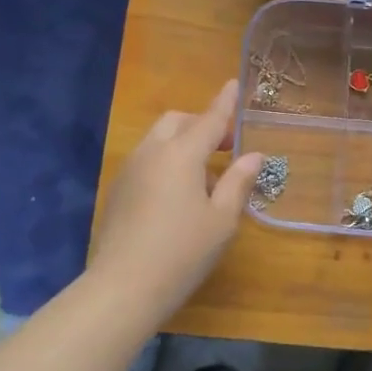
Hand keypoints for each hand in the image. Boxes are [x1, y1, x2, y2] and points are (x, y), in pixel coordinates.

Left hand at [90, 79, 262, 320]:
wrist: (122, 287)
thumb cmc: (183, 252)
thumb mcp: (222, 219)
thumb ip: (238, 181)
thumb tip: (253, 155)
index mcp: (181, 154)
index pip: (209, 119)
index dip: (225, 103)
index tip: (234, 83)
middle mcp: (152, 152)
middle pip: (178, 122)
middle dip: (201, 124)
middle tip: (225, 147)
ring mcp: (129, 170)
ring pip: (158, 140)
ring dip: (182, 143)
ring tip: (205, 176)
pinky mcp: (117, 190)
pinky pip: (146, 160)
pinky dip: (166, 161)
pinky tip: (178, 194)